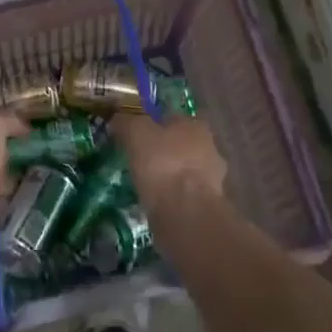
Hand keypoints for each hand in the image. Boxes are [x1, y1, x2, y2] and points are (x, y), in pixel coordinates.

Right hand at [111, 111, 225, 215]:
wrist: (186, 214)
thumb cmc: (163, 163)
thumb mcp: (136, 133)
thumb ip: (127, 122)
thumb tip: (118, 118)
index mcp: (196, 125)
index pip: (173, 117)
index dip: (154, 123)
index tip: (137, 135)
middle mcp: (210, 148)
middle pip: (181, 144)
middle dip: (164, 151)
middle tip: (140, 159)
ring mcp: (212, 179)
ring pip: (185, 171)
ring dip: (170, 176)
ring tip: (145, 184)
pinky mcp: (207, 205)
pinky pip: (185, 195)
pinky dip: (172, 197)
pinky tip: (156, 203)